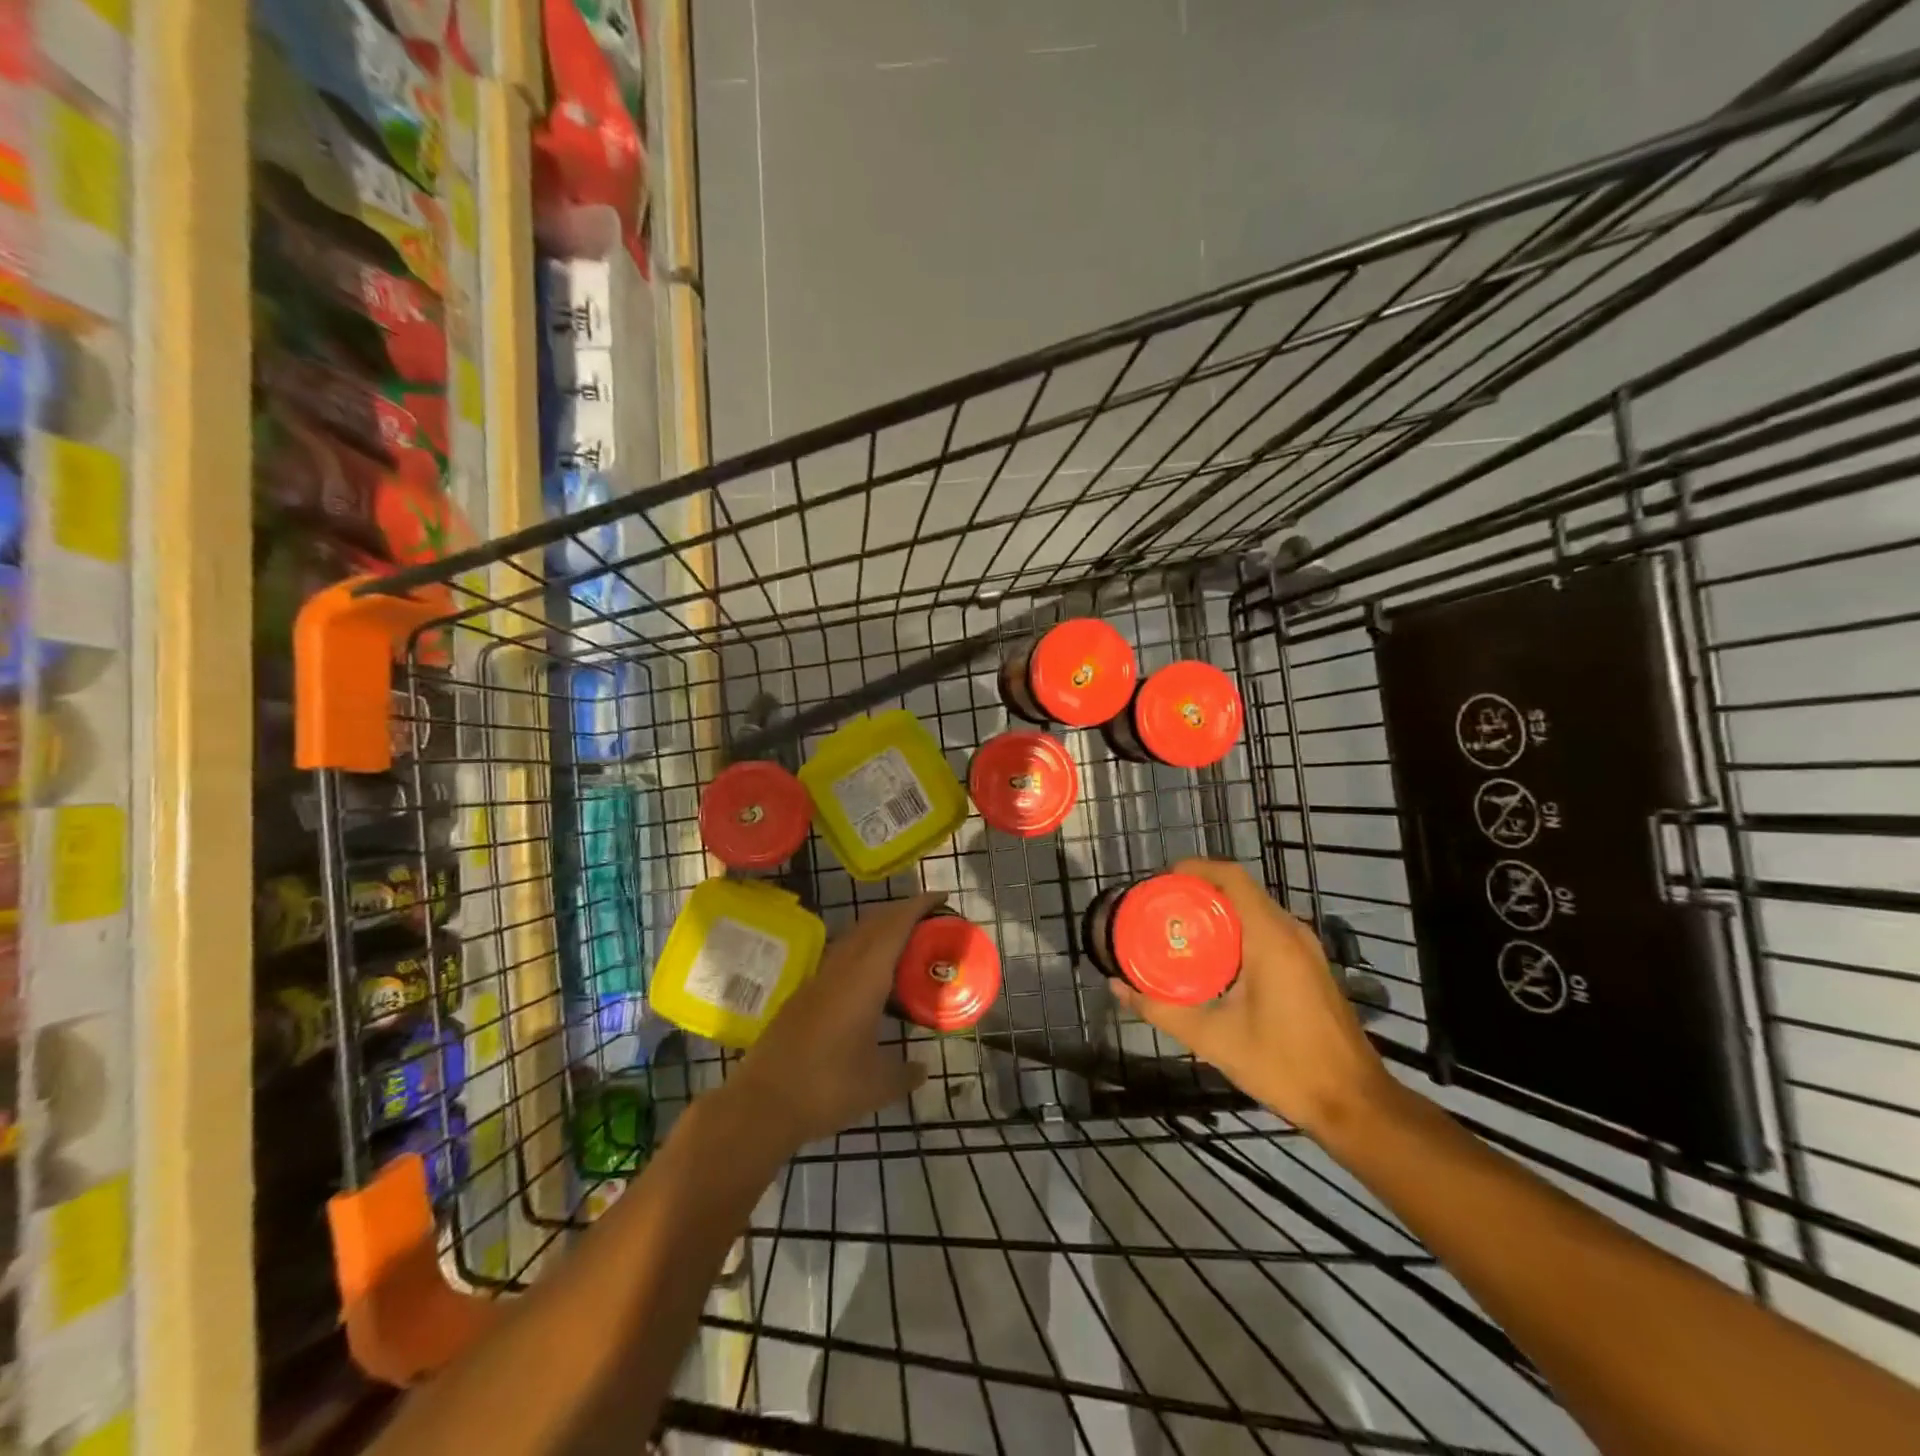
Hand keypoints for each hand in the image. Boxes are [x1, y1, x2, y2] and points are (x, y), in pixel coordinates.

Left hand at [726, 893, 938, 1150]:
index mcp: (864, 978)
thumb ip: (906, 1073)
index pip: (895, 927)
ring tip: (905, 942)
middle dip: (901, 912)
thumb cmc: (827, 1088)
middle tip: (931, 918)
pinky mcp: (804, 995)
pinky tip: (871, 977)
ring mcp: (818, 979)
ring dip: (880, 929)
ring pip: (853, 938)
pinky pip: (841, 957)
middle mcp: (841, 968)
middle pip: (873, 923)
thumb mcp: (879, 1085)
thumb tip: (922, 1068)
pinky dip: (863, 951)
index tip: (941, 897)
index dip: (918, 906)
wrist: (763, 1103)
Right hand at [1108, 859, 1397, 1138]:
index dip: (1195, 869)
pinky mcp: (1309, 967)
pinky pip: (1267, 931)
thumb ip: (1162, 1009)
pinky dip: (1236, 931)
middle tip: (1161, 908)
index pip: (1232, 878)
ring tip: (1179, 930)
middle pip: (1240, 891)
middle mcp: (1292, 932)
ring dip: (1217, 913)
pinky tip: (1213, 959)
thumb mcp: (1213, 1039)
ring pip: (1254, 911)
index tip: (1161, 880)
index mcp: (1271, 937)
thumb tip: (1117, 987)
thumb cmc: (1284, 1065)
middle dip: (1198, 892)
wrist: (1354, 1104)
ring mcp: (1306, 949)